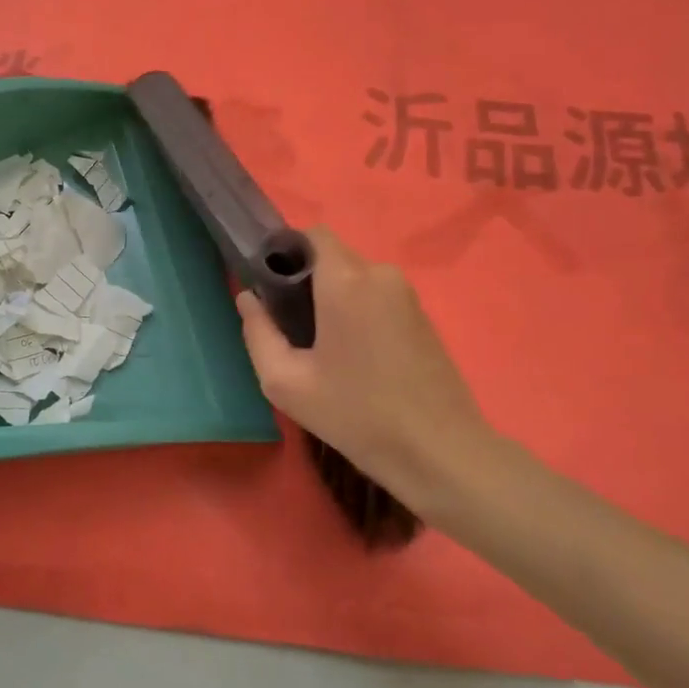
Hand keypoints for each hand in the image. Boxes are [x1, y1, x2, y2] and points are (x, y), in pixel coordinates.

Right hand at [236, 227, 518, 505]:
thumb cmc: (357, 415)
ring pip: (356, 280)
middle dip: (307, 282)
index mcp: (346, 281)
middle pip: (332, 258)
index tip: (272, 289)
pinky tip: (355, 358)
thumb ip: (258, 333)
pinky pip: (378, 298)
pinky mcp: (423, 316)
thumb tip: (248, 298)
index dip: (286, 253)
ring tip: (324, 350)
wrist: (440, 452)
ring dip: (334, 301)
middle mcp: (380, 274)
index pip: (312, 234)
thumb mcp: (288, 383)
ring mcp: (407, 295)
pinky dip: (359, 313)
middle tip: (293, 329)